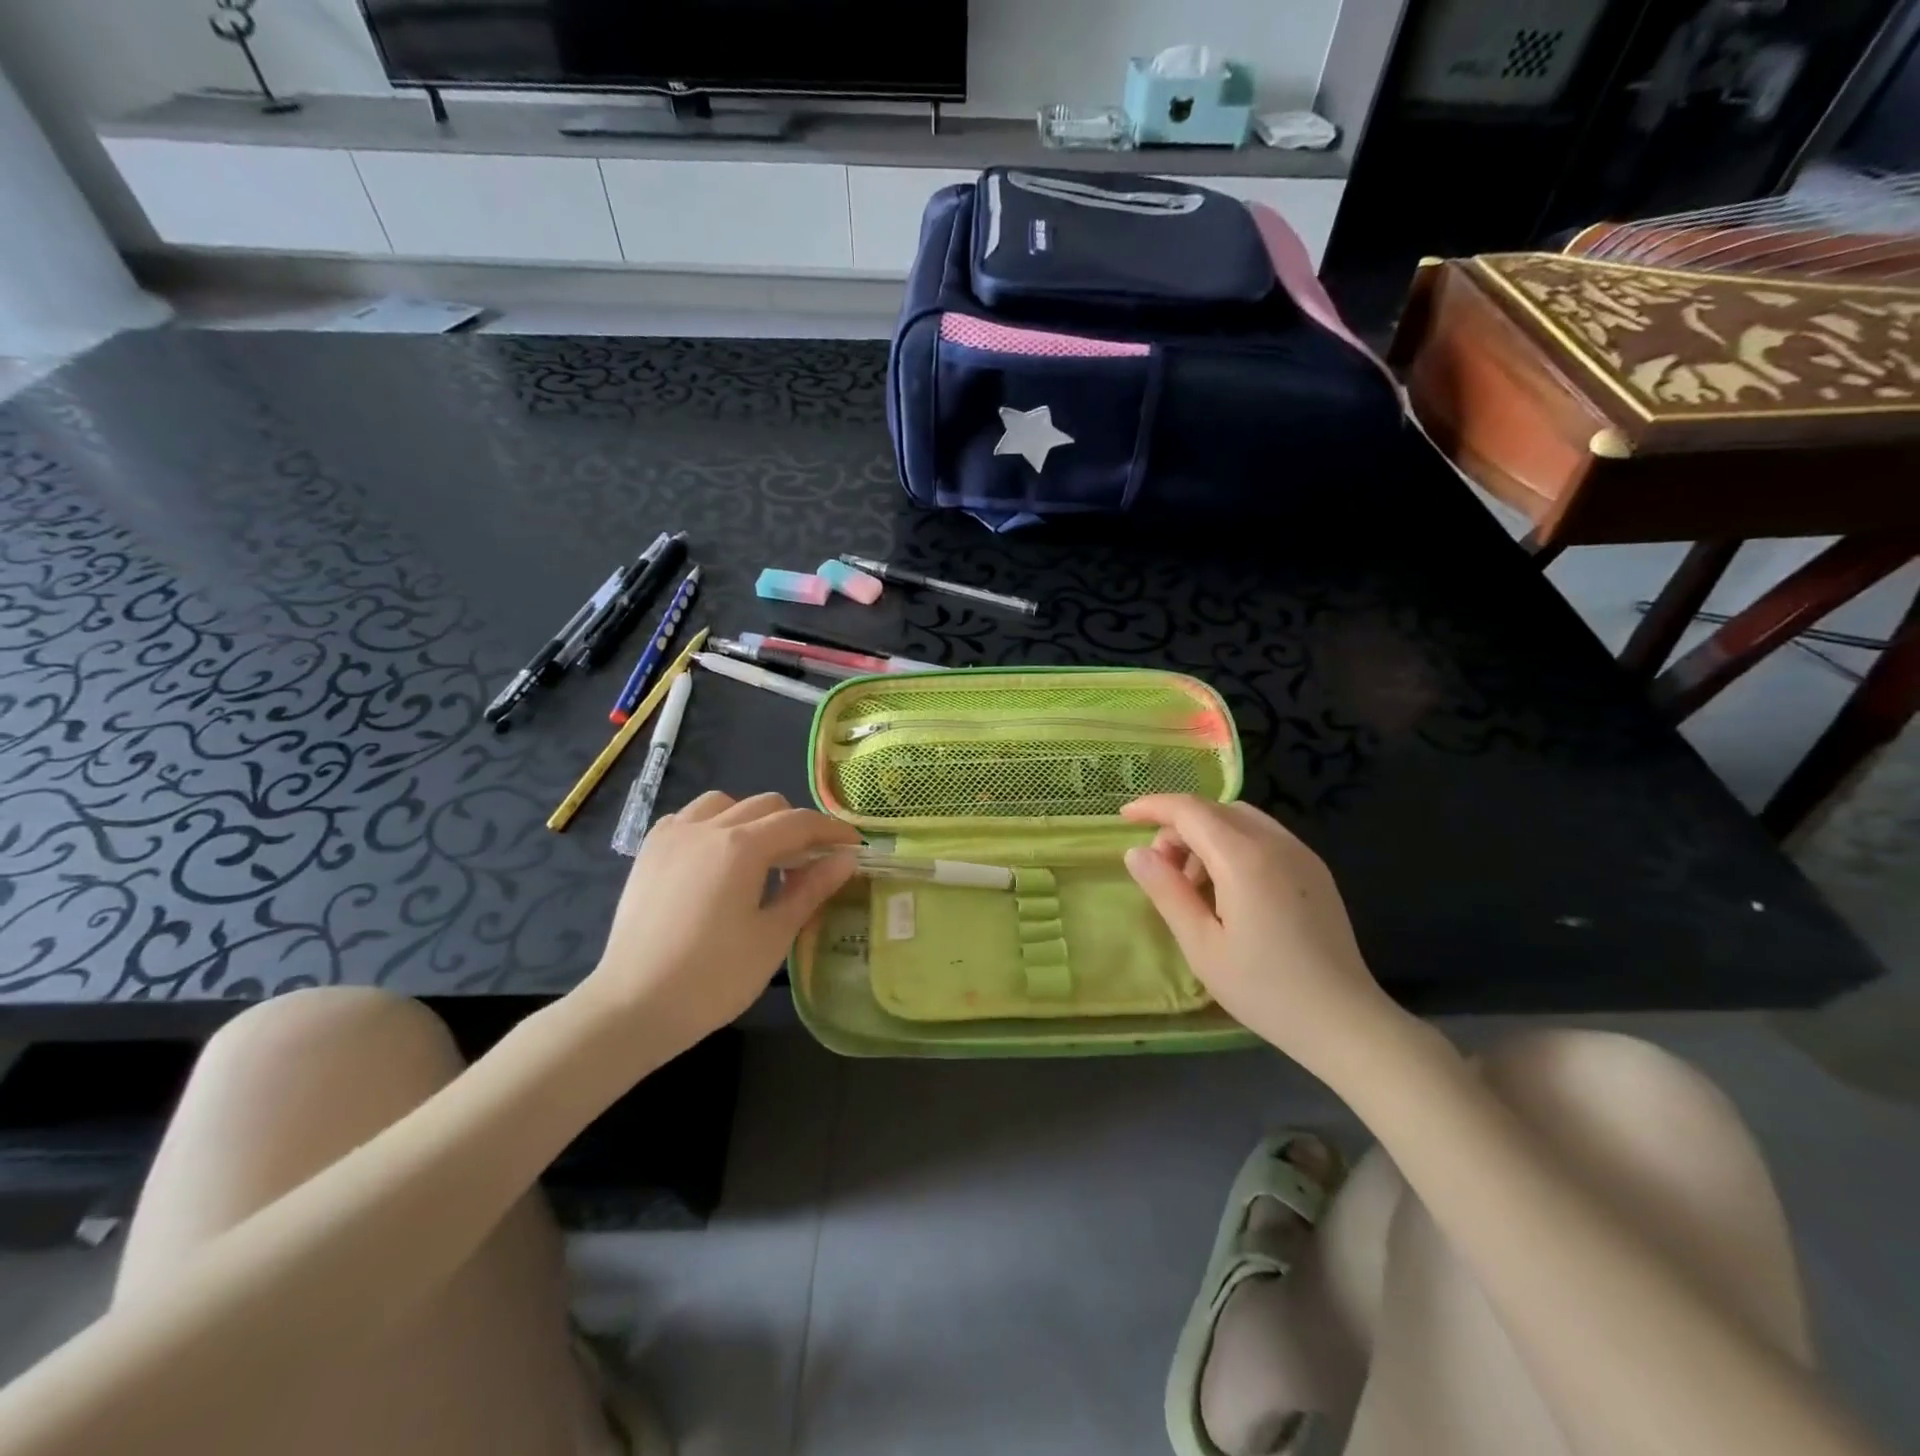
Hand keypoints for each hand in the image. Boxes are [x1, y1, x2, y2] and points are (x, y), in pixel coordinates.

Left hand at [580, 791, 859, 1044]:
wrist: (633, 1007)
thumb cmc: (714, 978)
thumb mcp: (773, 935)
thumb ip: (811, 889)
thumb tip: (846, 859)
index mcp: (742, 846)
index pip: (799, 822)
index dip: (832, 831)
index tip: (853, 846)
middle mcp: (708, 827)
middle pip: (766, 805)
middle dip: (796, 826)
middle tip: (812, 860)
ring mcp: (673, 835)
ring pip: (725, 803)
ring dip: (753, 818)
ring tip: (762, 855)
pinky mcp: (650, 851)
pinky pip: (689, 817)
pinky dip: (714, 824)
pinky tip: (717, 857)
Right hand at [1121, 795, 1411, 1085]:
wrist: (1345, 1021)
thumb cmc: (1264, 988)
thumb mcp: (1201, 945)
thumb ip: (1166, 891)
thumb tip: (1136, 852)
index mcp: (1244, 858)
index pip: (1190, 810)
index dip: (1153, 807)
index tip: (1124, 817)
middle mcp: (1276, 843)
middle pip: (1215, 810)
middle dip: (1179, 826)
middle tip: (1161, 869)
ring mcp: (1301, 854)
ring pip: (1241, 820)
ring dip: (1207, 835)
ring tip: (1194, 885)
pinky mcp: (1315, 871)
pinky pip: (1264, 837)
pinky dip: (1234, 845)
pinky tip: (1228, 889)